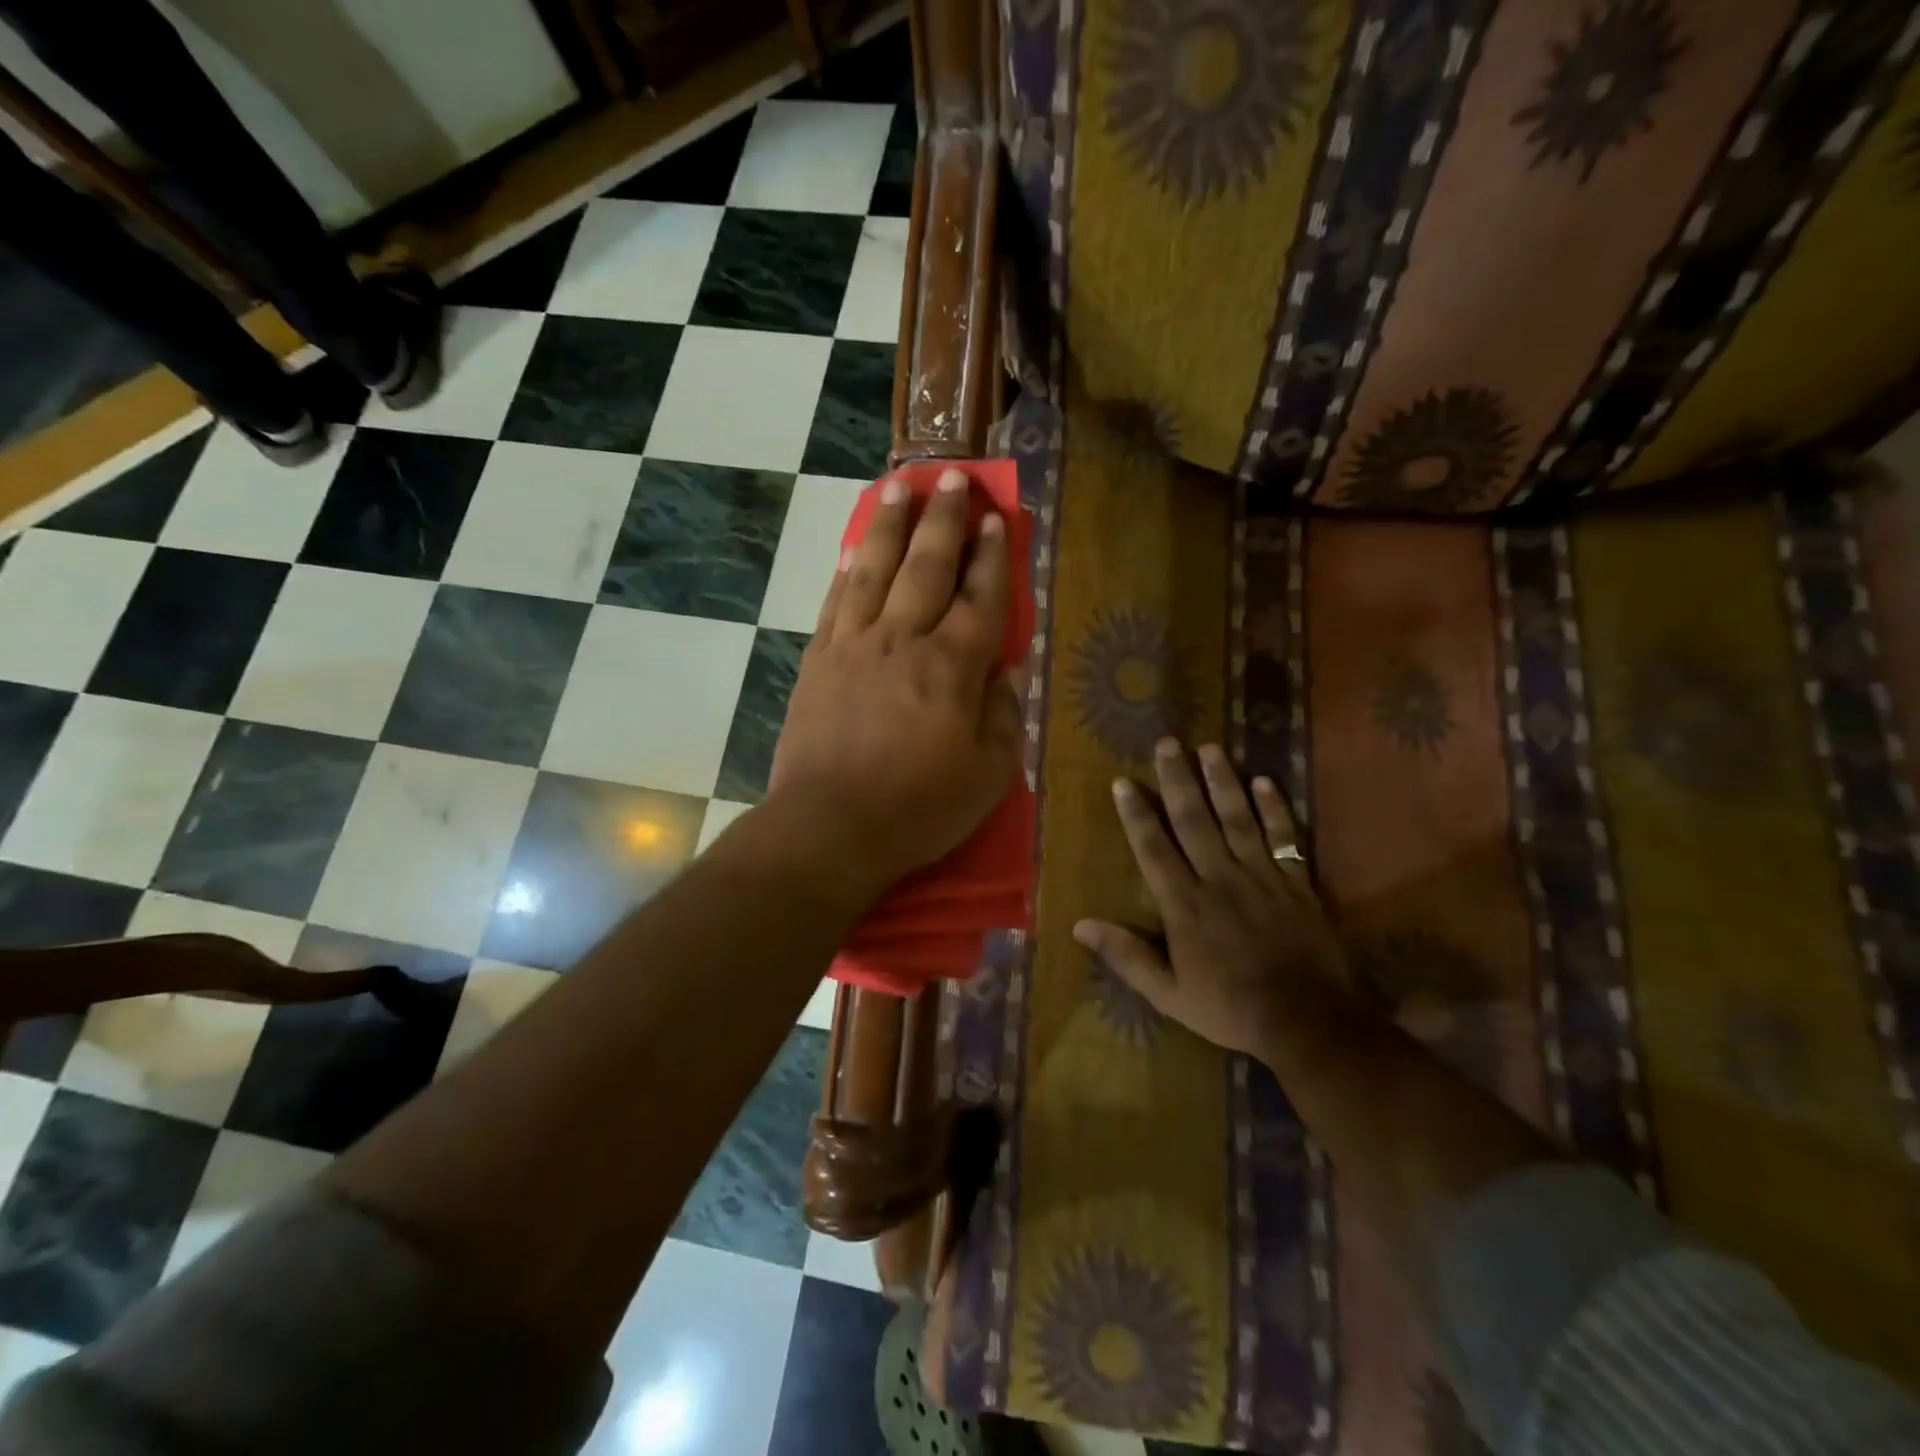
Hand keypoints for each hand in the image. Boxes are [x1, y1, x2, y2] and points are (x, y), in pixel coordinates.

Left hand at [771, 468, 1021, 900]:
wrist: (828, 828)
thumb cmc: (918, 809)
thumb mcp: (988, 776)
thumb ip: (1002, 716)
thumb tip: (1005, 672)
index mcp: (952, 668)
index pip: (979, 598)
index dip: (991, 556)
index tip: (996, 519)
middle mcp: (902, 641)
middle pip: (926, 567)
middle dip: (943, 519)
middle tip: (951, 477)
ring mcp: (853, 646)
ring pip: (874, 570)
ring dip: (890, 526)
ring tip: (899, 487)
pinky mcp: (817, 662)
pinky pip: (835, 602)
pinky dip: (847, 571)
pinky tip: (852, 550)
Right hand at [1074, 740, 1354, 1058]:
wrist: (1306, 1020)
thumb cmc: (1229, 1007)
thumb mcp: (1168, 993)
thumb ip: (1126, 956)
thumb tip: (1080, 925)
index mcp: (1185, 904)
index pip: (1154, 849)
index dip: (1136, 814)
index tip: (1123, 782)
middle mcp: (1219, 878)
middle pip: (1194, 820)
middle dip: (1178, 780)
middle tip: (1168, 743)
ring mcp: (1260, 876)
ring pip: (1237, 818)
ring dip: (1222, 781)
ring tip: (1210, 747)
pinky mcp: (1295, 882)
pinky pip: (1284, 837)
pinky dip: (1275, 808)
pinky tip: (1265, 781)